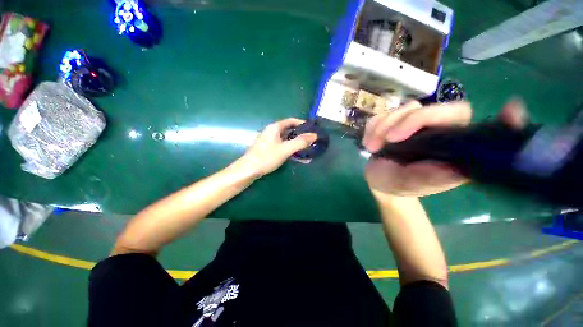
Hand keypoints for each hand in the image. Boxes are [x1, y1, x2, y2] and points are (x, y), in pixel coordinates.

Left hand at [239, 118, 316, 176]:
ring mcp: (270, 142)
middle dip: (301, 136)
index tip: (312, 129)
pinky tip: (300, 159)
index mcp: (275, 128)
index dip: (302, 123)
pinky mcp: (269, 150)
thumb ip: (300, 142)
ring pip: (287, 141)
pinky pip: (283, 148)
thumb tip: (315, 135)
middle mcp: (272, 132)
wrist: (249, 170)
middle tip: (312, 141)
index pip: (291, 121)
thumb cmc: (267, 157)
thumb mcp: (285, 149)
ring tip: (309, 151)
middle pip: (290, 131)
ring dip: (297, 145)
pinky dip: (291, 152)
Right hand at [362, 99, 526, 197]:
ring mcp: (413, 123)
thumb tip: (462, 169)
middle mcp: (437, 130)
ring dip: (383, 127)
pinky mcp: (392, 121)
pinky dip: (372, 128)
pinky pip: (381, 115)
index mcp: (452, 147)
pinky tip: (369, 143)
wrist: (379, 181)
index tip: (512, 111)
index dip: (497, 119)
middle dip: (409, 122)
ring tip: (373, 147)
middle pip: (434, 109)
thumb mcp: (412, 184)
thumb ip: (433, 177)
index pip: (480, 128)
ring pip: (403, 109)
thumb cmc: (398, 186)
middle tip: (389, 140)